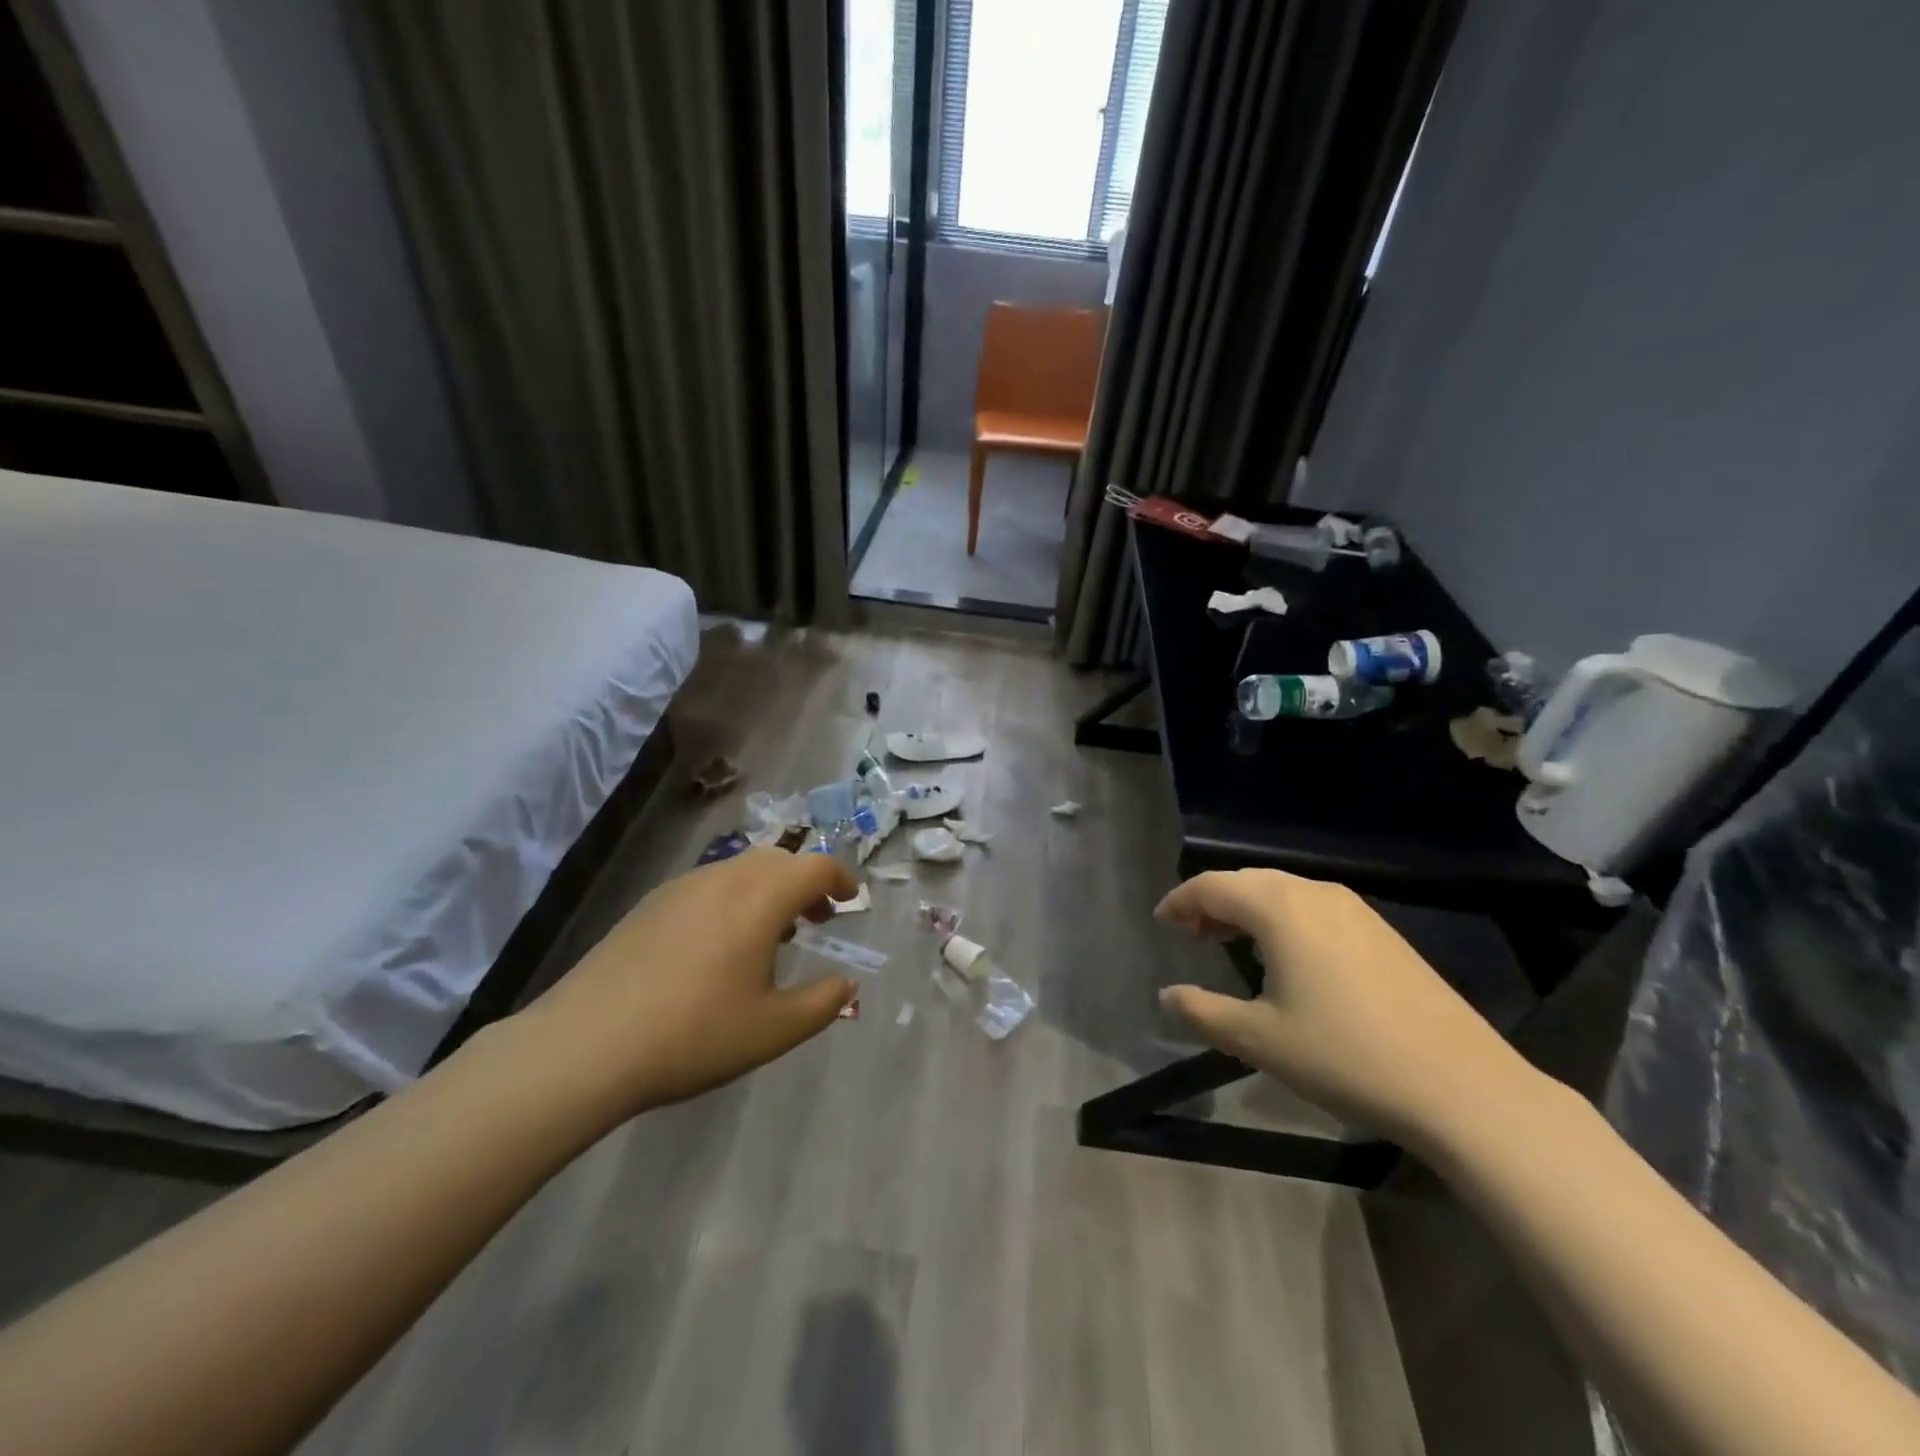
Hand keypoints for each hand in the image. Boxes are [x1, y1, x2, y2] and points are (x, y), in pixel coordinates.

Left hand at [524, 847, 857, 1118]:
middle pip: (778, 859)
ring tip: (771, 933)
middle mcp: (724, 878)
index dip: (841, 878)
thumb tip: (847, 984)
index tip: (851, 899)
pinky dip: (733, 898)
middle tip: (817, 917)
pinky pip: (708, 885)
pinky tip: (719, 945)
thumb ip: (822, 1003)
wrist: (585, 1045)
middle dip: (805, 881)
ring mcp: (681, 887)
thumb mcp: (773, 1030)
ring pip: (740, 869)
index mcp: (760, 898)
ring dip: (768, 889)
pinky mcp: (649, 904)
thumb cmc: (693, 1034)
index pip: (815, 866)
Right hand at [1156, 869, 1535, 1147]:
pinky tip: (1285, 956)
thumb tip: (1168, 995)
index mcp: (1280, 908)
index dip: (1180, 901)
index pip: (1213, 885)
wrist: (1462, 1087)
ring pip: (1282, 892)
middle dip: (1212, 902)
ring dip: (1247, 909)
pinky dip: (1282, 918)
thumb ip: (1203, 1011)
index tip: (1161, 924)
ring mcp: (1355, 910)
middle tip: (1190, 934)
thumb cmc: (1346, 1056)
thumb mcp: (1259, 1039)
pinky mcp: (1381, 932)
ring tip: (1228, 942)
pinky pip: (1313, 907)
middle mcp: (1315, 893)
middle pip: (1247, 881)